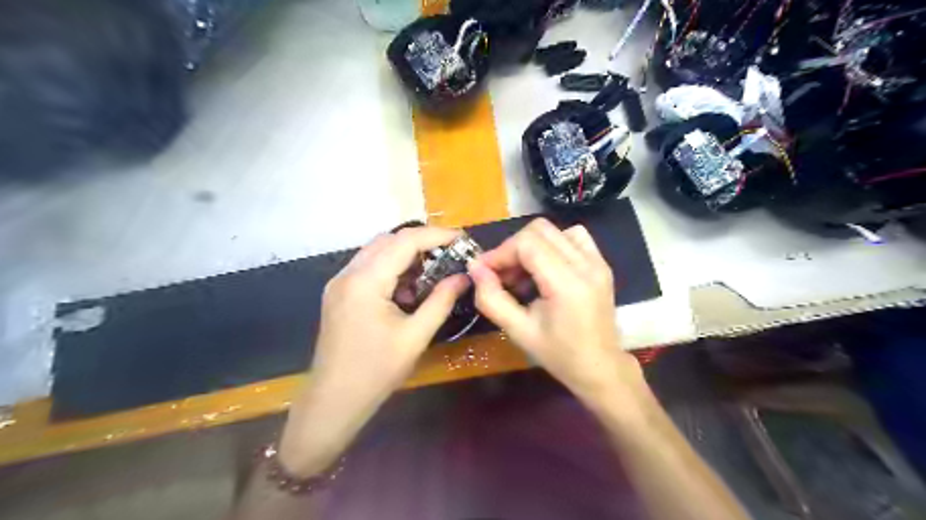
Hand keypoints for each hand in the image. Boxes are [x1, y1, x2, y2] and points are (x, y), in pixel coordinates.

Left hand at [278, 225, 471, 474]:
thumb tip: (464, 277)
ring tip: (431, 273)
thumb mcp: (416, 336)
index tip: (462, 239)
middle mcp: (348, 273)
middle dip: (421, 242)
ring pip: (377, 251)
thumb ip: (441, 301)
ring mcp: (339, 282)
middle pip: (389, 240)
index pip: (405, 241)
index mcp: (366, 281)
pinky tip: (406, 291)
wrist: (333, 401)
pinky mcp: (338, 293)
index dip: (437, 235)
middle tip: (449, 255)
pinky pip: (368, 267)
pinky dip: (390, 269)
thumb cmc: (377, 372)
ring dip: (405, 255)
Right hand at [472, 220, 645, 405]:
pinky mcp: (601, 264)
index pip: (527, 244)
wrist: (600, 367)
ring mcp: (598, 262)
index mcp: (567, 284)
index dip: (500, 252)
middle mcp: (586, 265)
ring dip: (532, 245)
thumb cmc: (559, 355)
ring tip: (523, 273)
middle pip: (540, 230)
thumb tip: (475, 268)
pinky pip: (573, 237)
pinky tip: (546, 268)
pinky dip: (553, 245)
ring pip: (555, 230)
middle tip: (502, 274)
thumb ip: (492, 299)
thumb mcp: (518, 331)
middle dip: (513, 248)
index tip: (484, 270)